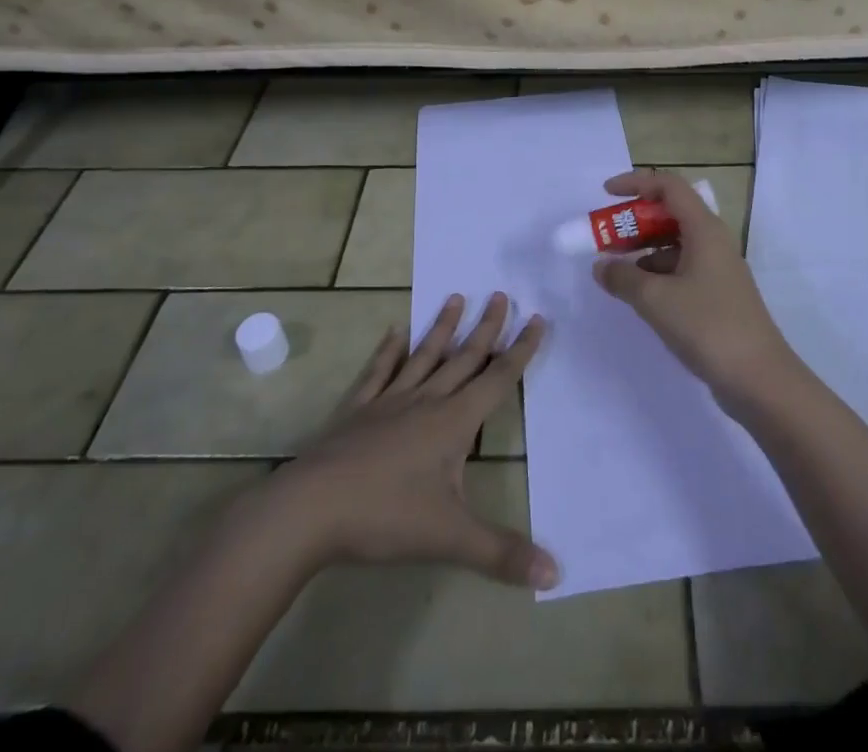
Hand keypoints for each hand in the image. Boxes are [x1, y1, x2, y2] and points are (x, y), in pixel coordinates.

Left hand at [272, 292, 558, 589]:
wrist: (310, 510)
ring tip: (457, 297)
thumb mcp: (450, 539)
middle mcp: (426, 401)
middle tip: (502, 294)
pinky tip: (394, 331)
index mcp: (454, 422)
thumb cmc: (385, 518)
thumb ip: (502, 553)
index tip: (537, 318)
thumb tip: (557, 573)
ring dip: (443, 328)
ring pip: (424, 356)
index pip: (497, 378)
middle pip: (464, 358)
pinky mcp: (356, 410)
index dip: (521, 350)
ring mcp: (388, 401)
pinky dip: (388, 351)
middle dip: (487, 328)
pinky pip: (378, 372)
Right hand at [592, 169, 796, 409]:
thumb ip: (623, 278)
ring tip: (615, 272)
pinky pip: (682, 269)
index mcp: (704, 229)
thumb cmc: (708, 326)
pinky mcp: (718, 295)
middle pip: (671, 214)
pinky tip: (640, 297)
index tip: (605, 195)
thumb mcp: (656, 299)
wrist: (760, 379)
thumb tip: (601, 267)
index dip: (636, 183)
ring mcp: (718, 269)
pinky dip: (657, 274)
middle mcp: (713, 241)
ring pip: (675, 244)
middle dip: (634, 222)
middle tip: (604, 239)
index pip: (669, 186)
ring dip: (644, 251)